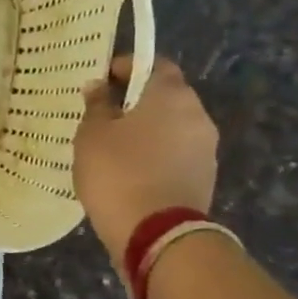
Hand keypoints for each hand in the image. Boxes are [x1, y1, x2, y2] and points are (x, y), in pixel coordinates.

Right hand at [73, 56, 218, 271]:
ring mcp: (205, 149)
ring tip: (114, 148)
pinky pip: (176, 155)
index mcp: (171, 94)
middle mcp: (197, 115)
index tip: (102, 80)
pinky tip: (130, 172)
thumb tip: (99, 86)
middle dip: (137, 102)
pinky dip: (156, 156)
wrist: (155, 234)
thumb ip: (96, 105)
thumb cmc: (117, 172)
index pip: (154, 64)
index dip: (127, 68)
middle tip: (104, 116)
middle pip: (166, 96)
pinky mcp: (204, 178)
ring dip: (147, 131)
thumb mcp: (92, 134)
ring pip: (172, 127)